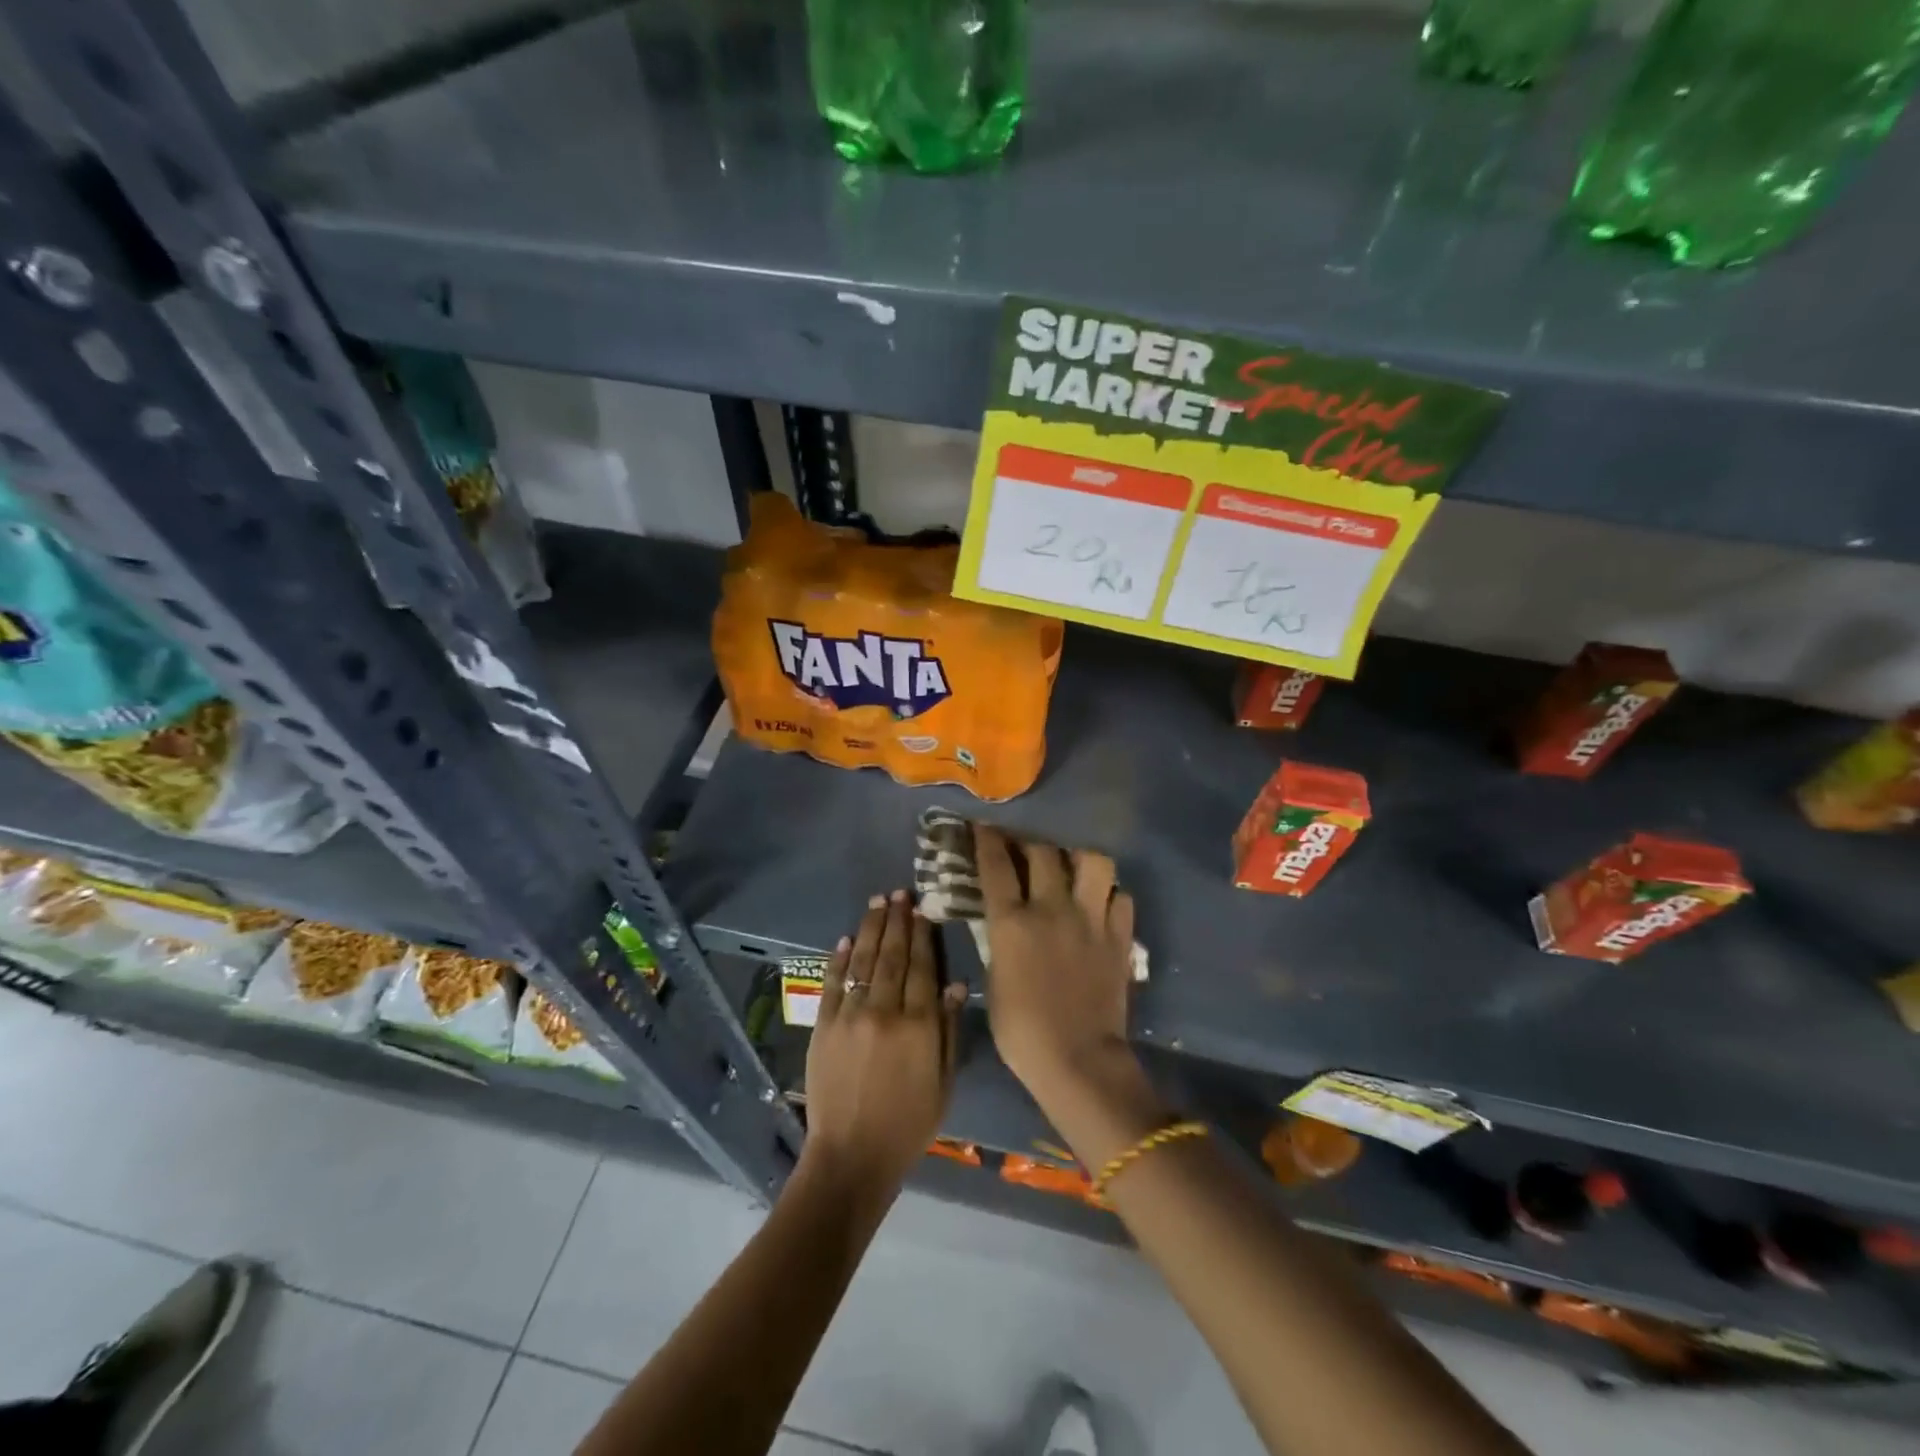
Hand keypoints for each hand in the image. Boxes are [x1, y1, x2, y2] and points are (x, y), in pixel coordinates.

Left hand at [802, 891, 965, 1203]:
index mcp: (919, 1025)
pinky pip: (832, 983)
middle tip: (899, 893)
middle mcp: (885, 1011)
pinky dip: (839, 959)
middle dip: (897, 921)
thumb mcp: (943, 1082)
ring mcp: (850, 1016)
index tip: (922, 909)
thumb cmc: (909, 1123)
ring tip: (877, 902)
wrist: (852, 1156)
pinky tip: (845, 938)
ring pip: (863, 961)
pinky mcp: (823, 1026)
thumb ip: (949, 1029)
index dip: (923, 935)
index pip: (923, 967)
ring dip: (871, 928)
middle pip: (893, 956)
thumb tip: (956, 983)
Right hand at [975, 826, 1139, 1105]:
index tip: (983, 827)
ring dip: (1079, 858)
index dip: (987, 839)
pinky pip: (1121, 897)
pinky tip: (1101, 903)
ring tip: (1072, 866)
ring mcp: (1090, 919)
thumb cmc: (1022, 1031)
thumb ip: (998, 941)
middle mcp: (1051, 908)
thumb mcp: (994, 980)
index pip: (996, 865)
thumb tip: (1002, 920)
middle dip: (1030, 842)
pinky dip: (1110, 894)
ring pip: (1093, 862)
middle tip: (1025, 847)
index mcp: (1012, 922)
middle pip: (1043, 851)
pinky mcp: (1119, 936)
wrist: (1078, 1060)